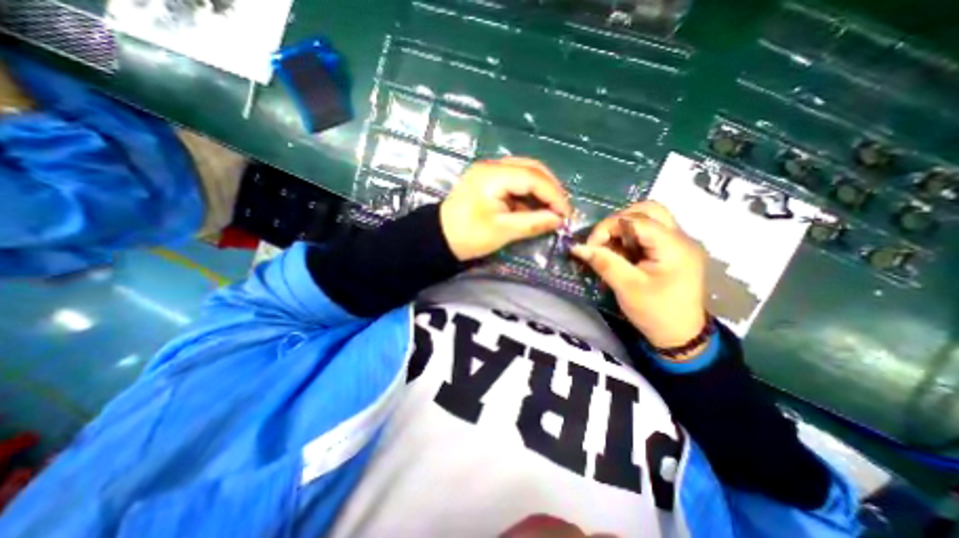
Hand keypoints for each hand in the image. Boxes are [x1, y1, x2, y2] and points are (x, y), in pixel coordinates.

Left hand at [440, 156, 566, 259]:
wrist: (439, 238)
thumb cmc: (468, 235)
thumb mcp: (502, 231)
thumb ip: (533, 223)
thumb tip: (559, 220)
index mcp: (493, 174)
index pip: (533, 177)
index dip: (554, 195)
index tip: (566, 214)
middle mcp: (492, 166)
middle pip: (531, 169)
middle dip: (550, 189)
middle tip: (562, 210)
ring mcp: (489, 172)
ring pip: (524, 173)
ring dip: (540, 190)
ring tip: (552, 209)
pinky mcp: (488, 181)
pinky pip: (515, 182)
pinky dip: (528, 194)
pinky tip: (535, 207)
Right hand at [572, 201, 705, 352]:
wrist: (681, 337)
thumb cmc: (655, 312)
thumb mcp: (626, 287)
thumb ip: (603, 262)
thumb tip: (577, 247)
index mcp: (673, 246)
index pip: (636, 219)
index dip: (608, 227)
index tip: (591, 246)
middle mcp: (681, 238)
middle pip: (648, 210)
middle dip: (619, 220)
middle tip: (604, 240)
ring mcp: (679, 244)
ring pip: (649, 218)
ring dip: (625, 227)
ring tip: (612, 247)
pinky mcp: (673, 251)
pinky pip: (650, 232)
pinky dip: (631, 237)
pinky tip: (623, 253)